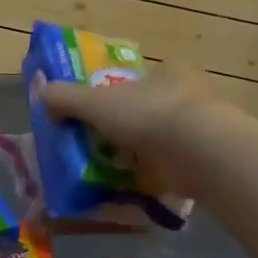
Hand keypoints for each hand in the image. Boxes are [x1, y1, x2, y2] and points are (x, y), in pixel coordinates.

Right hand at [39, 63, 222, 197]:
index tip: (105, 115)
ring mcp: (208, 128)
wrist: (200, 153)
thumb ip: (65, 97)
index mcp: (171, 70)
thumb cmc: (148, 115)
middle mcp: (194, 93)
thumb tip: (42, 97)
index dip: (122, 94)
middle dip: (134, 126)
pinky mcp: (214, 159)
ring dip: (148, 153)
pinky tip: (145, 186)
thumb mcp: (94, 102)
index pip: (143, 78)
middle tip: (109, 145)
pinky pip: (180, 165)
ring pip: (169, 137)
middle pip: (155, 107)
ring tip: (122, 171)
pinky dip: (163, 174)